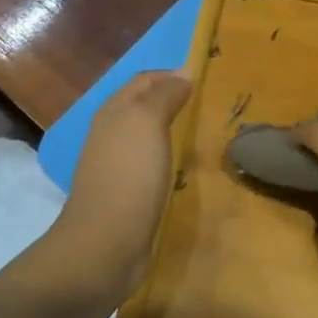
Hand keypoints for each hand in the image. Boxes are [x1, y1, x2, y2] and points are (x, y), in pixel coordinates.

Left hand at [52, 68, 190, 301]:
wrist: (105, 245)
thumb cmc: (129, 176)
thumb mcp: (148, 123)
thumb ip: (165, 94)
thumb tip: (185, 71)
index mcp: (114, 111)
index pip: (145, 79)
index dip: (174, 75)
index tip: (207, 80)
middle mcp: (112, 133)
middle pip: (146, 106)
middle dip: (175, 101)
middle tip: (211, 106)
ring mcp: (118, 165)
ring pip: (149, 136)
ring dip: (175, 131)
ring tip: (206, 134)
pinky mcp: (128, 193)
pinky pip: (153, 164)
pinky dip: (171, 159)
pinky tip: (189, 168)